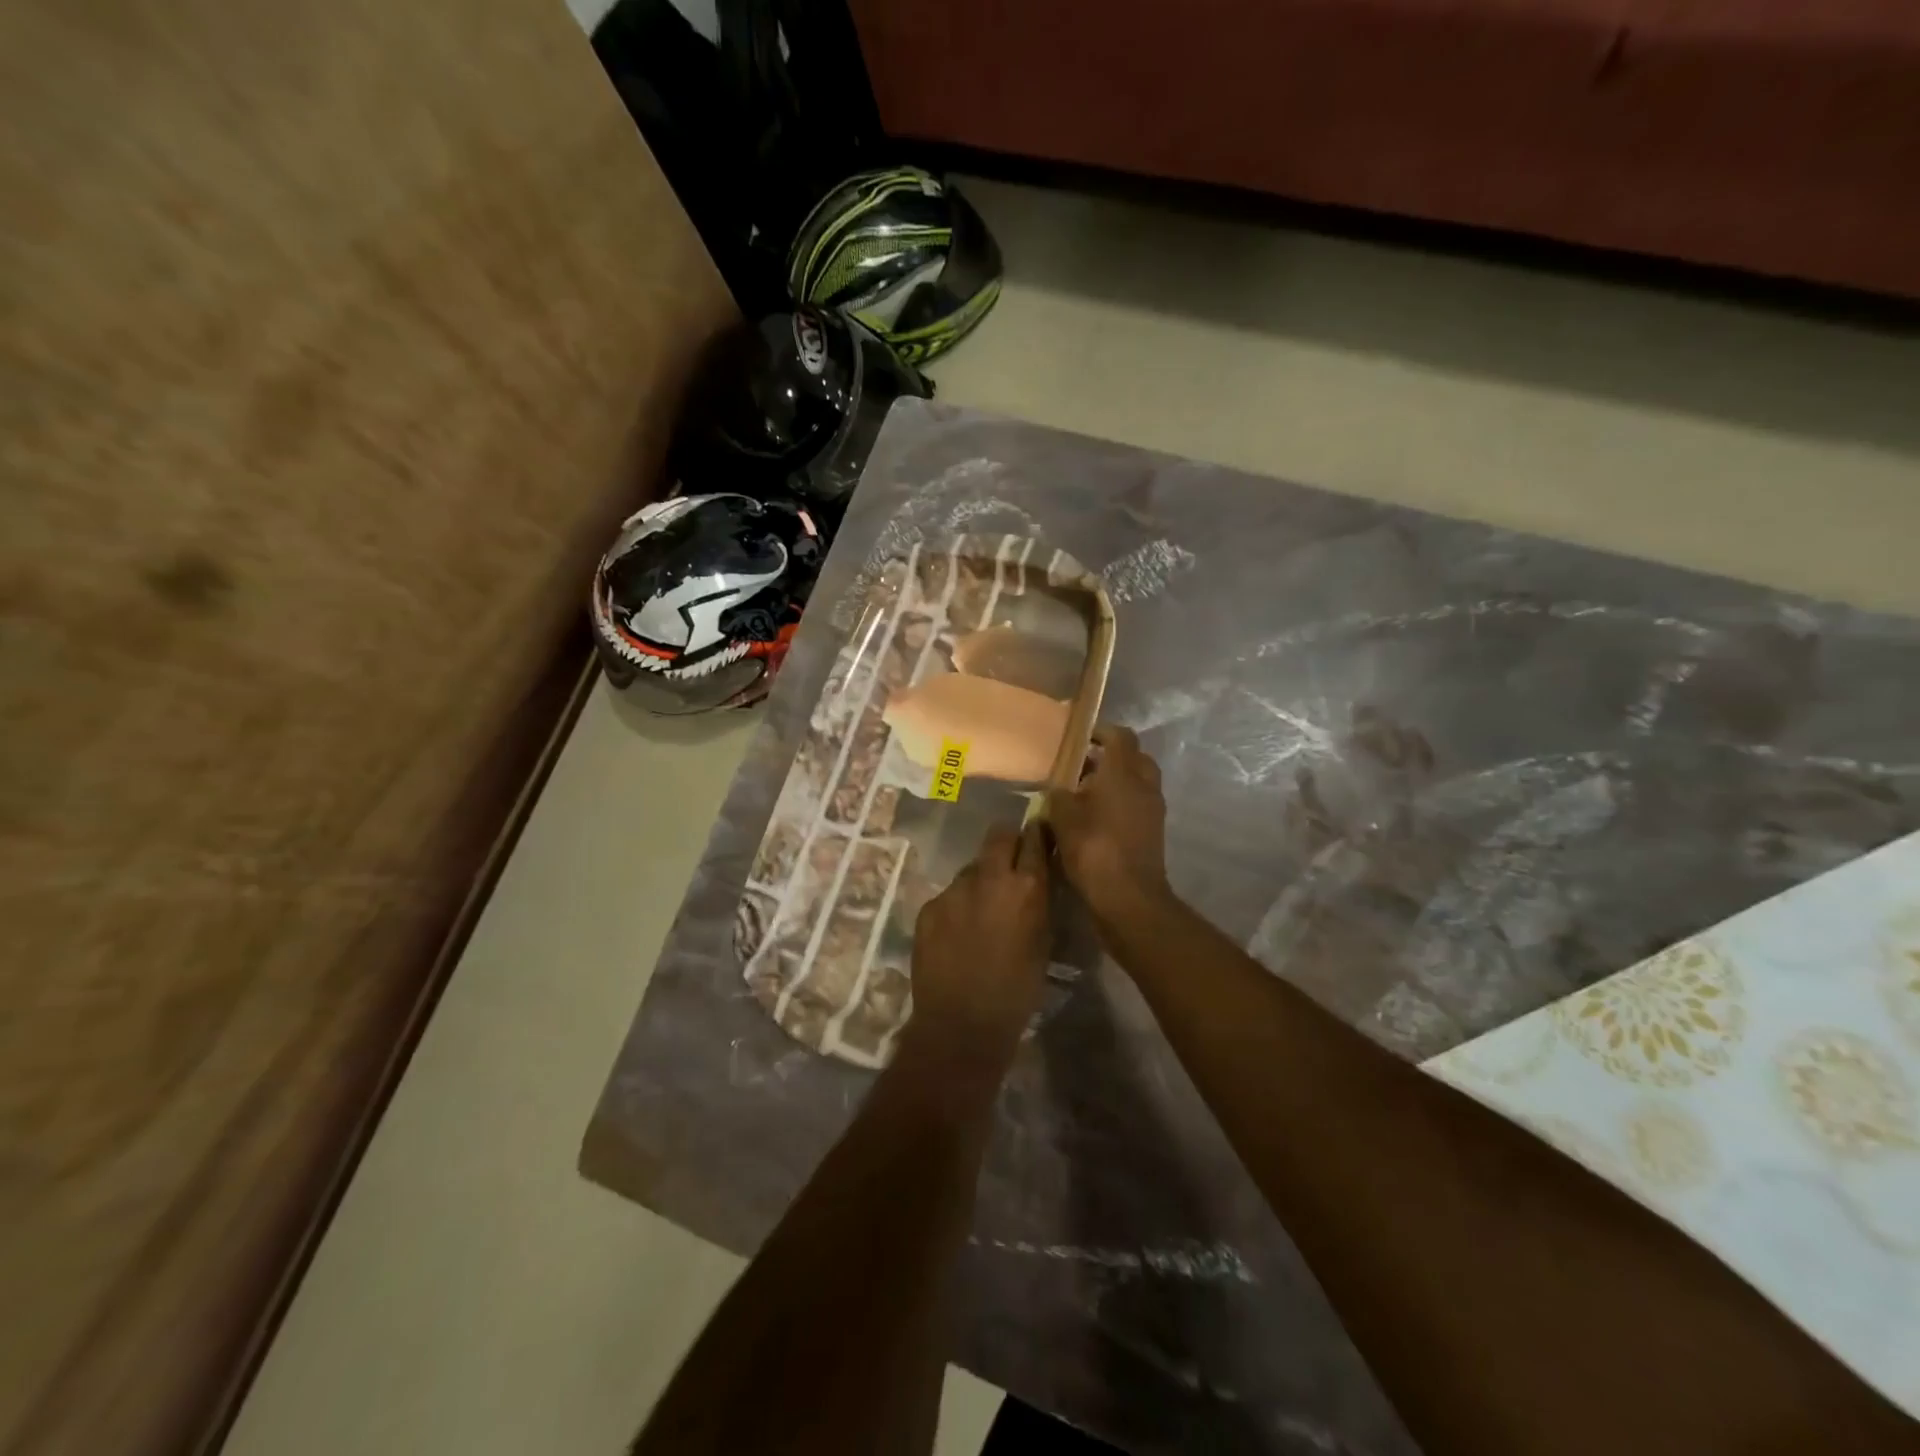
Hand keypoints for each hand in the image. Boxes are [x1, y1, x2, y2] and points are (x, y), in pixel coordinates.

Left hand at [906, 822, 1051, 1071]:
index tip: (1038, 834)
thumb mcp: (1042, 943)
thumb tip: (1036, 880)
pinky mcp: (929, 906)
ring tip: (981, 910)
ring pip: (971, 869)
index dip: (1037, 834)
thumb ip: (1039, 903)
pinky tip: (958, 933)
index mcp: (1026, 888)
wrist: (961, 1024)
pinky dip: (957, 906)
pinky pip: (948, 895)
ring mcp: (954, 890)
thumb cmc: (1016, 992)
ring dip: (980, 880)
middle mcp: (989, 878)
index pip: (1034, 839)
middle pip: (998, 837)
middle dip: (1006, 843)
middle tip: (1010, 863)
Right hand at [1046, 725, 1171, 930]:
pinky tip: (1095, 818)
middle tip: (1082, 765)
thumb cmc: (1094, 849)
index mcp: (1123, 772)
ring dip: (1115, 782)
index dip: (1100, 731)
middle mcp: (1144, 785)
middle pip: (1133, 757)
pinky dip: (1120, 804)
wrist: (1128, 897)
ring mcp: (1153, 810)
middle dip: (1110, 757)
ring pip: (1137, 782)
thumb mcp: (1063, 817)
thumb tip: (1058, 789)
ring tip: (1083, 794)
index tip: (1080, 736)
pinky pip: (1137, 805)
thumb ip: (1058, 795)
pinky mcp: (1153, 832)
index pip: (1120, 736)